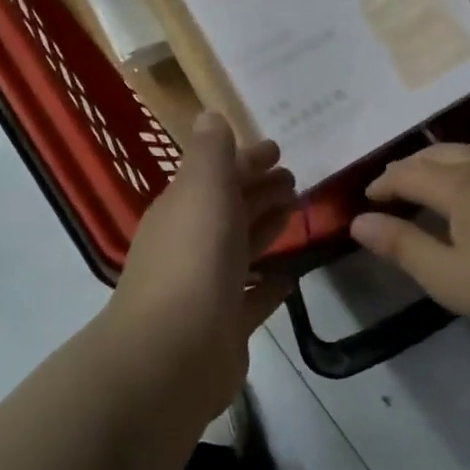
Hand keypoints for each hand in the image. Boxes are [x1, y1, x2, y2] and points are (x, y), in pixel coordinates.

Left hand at [104, 113, 297, 421]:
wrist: (173, 353)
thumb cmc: (192, 261)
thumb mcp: (202, 191)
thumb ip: (210, 154)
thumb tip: (209, 116)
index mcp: (182, 210)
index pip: (217, 175)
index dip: (246, 160)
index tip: (279, 150)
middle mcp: (190, 245)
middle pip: (229, 210)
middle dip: (259, 191)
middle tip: (295, 181)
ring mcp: (206, 288)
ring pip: (241, 249)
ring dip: (265, 229)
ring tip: (296, 213)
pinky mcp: (225, 326)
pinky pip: (252, 297)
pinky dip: (268, 283)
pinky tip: (289, 275)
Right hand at [349, 143, 469, 350]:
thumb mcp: (450, 277)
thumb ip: (402, 246)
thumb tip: (358, 221)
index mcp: (461, 184)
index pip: (408, 173)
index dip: (383, 184)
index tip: (366, 200)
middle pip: (440, 153)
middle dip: (410, 167)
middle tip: (392, 187)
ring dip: (443, 163)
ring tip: (433, 183)